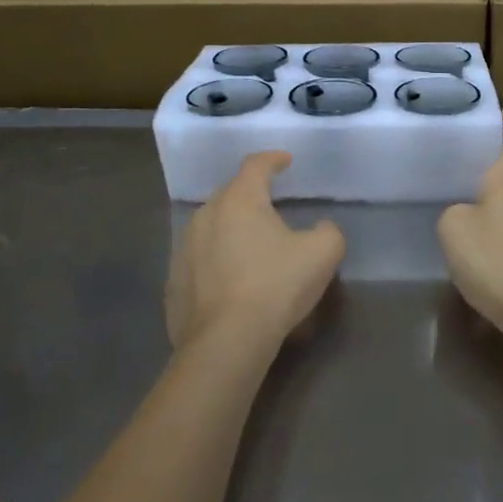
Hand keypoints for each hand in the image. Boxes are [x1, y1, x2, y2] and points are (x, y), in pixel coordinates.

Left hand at [167, 151, 344, 350]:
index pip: (256, 166)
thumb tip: (320, 229)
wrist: (226, 341)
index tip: (285, 161)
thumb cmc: (276, 286)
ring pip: (211, 228)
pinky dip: (216, 263)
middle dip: (251, 196)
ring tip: (251, 247)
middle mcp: (206, 215)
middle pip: (230, 195)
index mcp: (239, 200)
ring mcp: (184, 249)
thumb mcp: (322, 254)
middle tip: (272, 206)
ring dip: (231, 230)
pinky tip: (231, 282)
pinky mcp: (174, 281)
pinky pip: (200, 261)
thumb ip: (327, 231)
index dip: (273, 160)